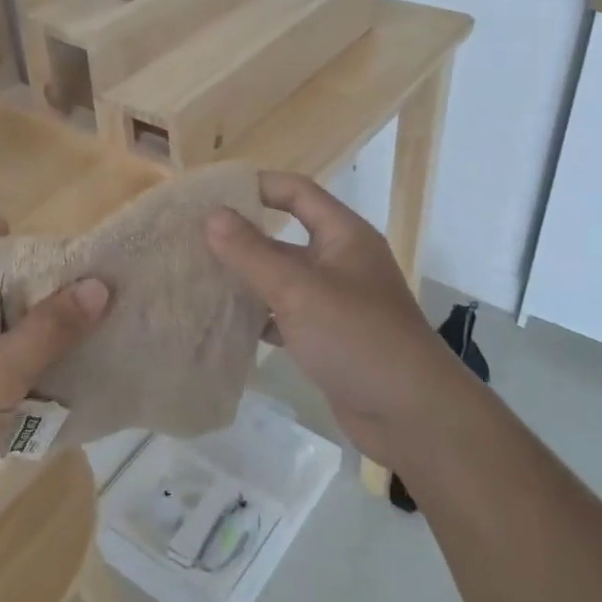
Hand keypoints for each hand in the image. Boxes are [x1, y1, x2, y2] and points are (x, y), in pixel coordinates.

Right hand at [205, 172, 466, 468]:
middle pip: (284, 236)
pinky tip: (223, 322)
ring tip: (196, 277)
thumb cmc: (357, 338)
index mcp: (344, 236)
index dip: (256, 186)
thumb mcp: (299, 290)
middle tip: (190, 239)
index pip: (296, 192)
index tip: (210, 193)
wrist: (411, 415)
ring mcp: (335, 302)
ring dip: (245, 278)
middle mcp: (340, 262)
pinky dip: (258, 316)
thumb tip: (212, 215)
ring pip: (281, 279)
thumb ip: (252, 253)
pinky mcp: (327, 337)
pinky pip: (285, 315)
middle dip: (241, 238)